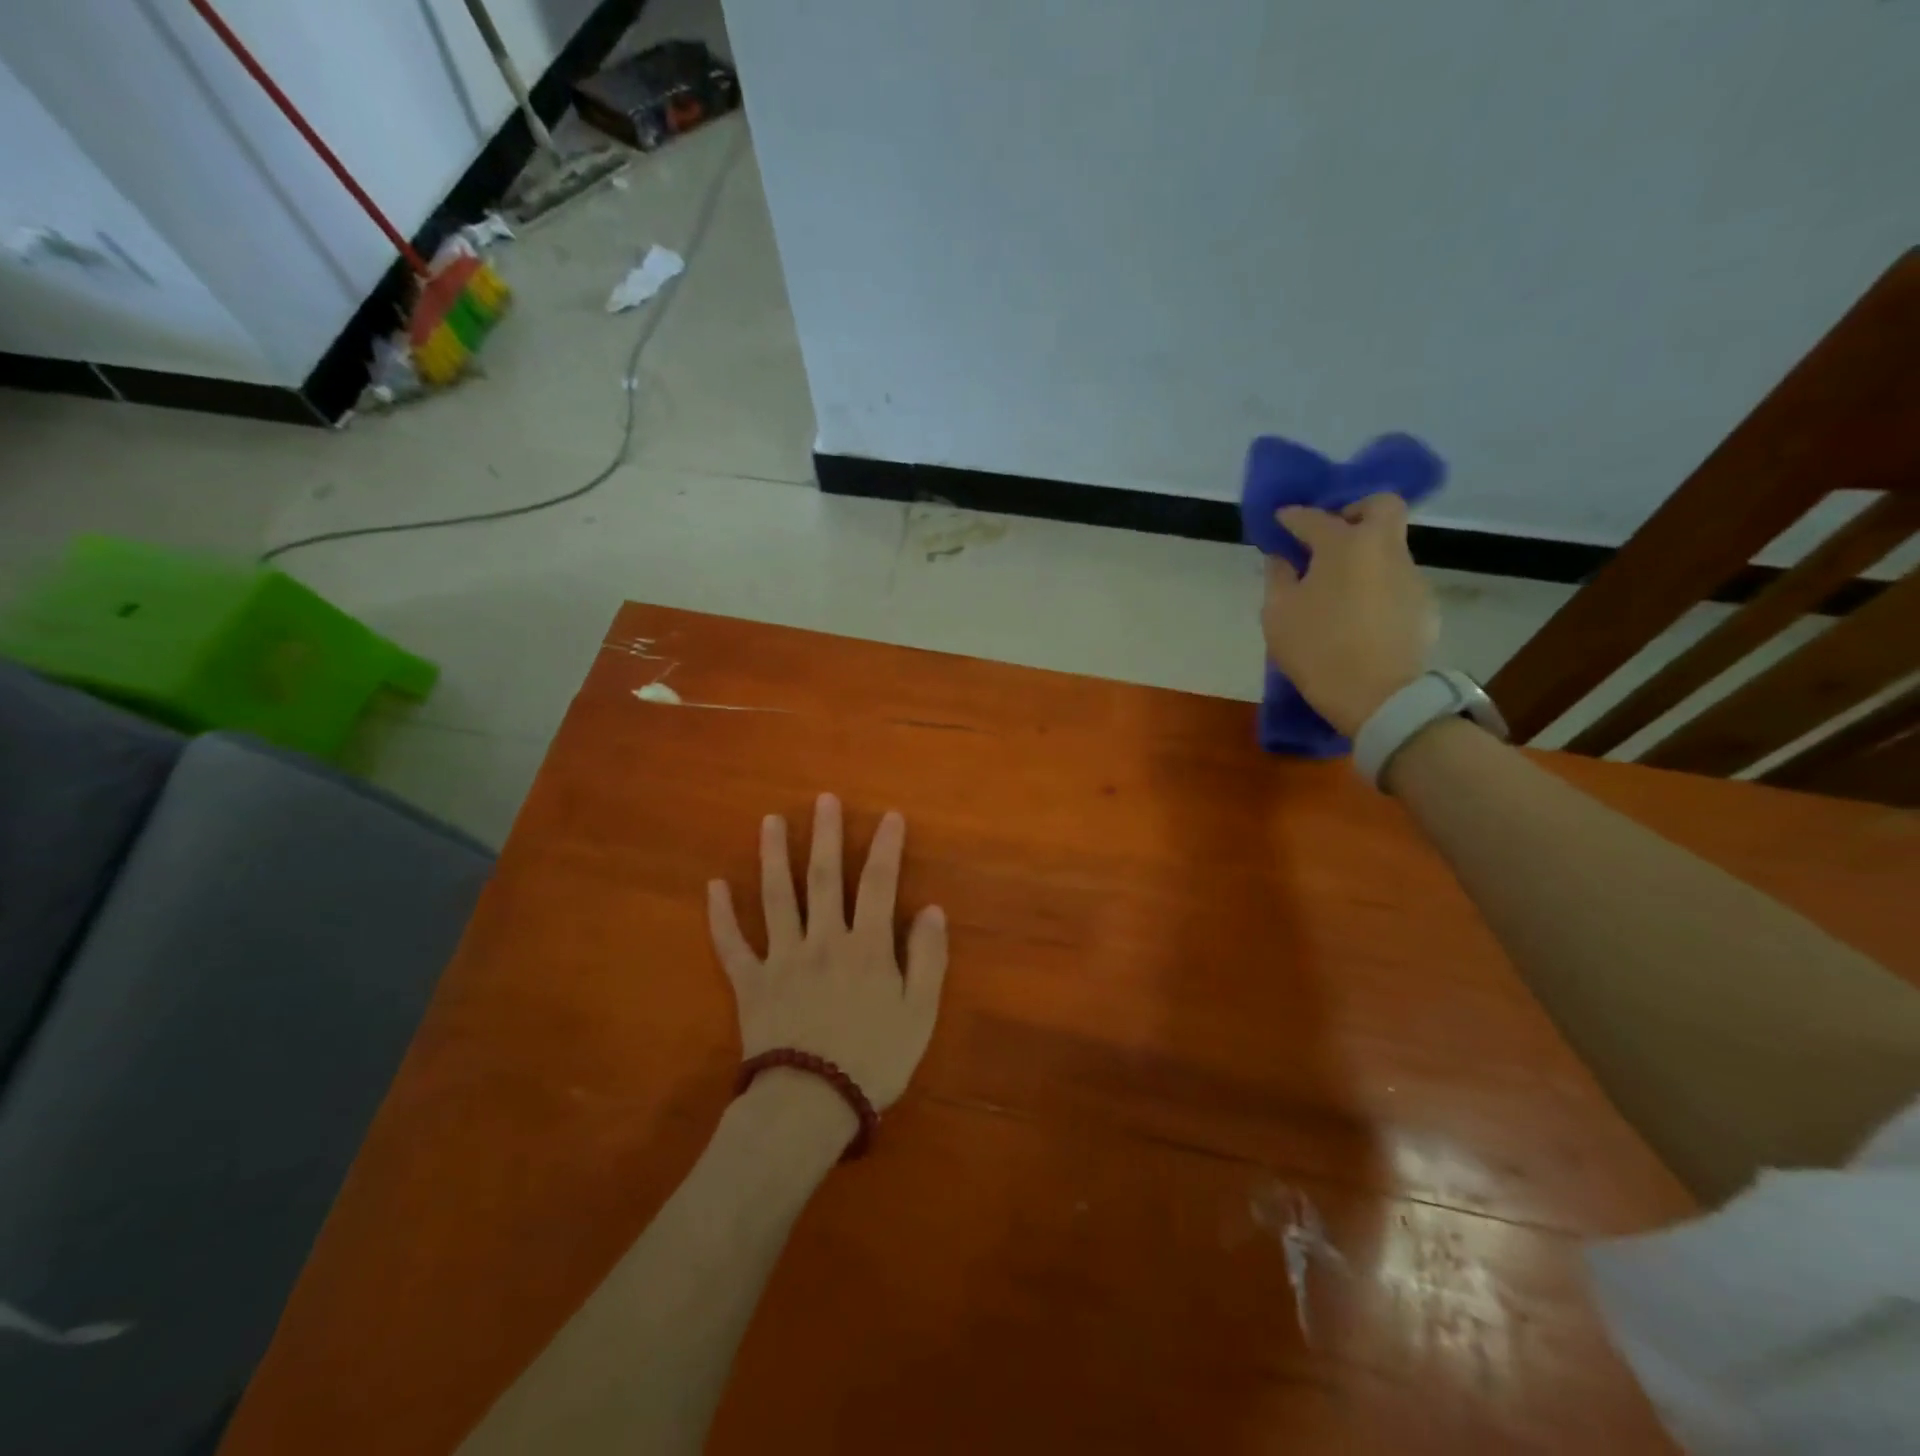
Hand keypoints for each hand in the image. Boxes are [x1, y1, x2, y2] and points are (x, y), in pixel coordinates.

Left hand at [707, 794, 947, 1111]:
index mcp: (865, 946)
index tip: (889, 815)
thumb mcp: (919, 1013)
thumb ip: (927, 958)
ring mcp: (781, 959)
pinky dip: (720, 916)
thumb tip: (931, 909)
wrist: (809, 1105)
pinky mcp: (750, 983)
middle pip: (823, 878)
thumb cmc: (873, 1060)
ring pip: (775, 898)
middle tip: (823, 799)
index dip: (886, 847)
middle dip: (825, 835)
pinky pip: (731, 945)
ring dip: (773, 857)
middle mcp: (821, 940)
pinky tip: (714, 886)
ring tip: (771, 821)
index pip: (878, 884)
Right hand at [1261, 493, 1437, 736]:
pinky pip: (1395, 579)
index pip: (1314, 517)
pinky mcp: (1424, 603)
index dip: (1292, 517)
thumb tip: (1282, 557)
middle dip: (1353, 511)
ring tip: (1338, 586)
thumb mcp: (1278, 614)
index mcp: (1345, 545)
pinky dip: (1376, 584)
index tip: (1280, 521)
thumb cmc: (1317, 650)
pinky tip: (1359, 614)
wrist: (1378, 697)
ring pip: (1389, 546)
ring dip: (1363, 554)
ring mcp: (1410, 575)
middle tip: (1329, 536)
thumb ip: (1278, 577)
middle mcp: (1385, 548)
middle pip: (1380, 505)